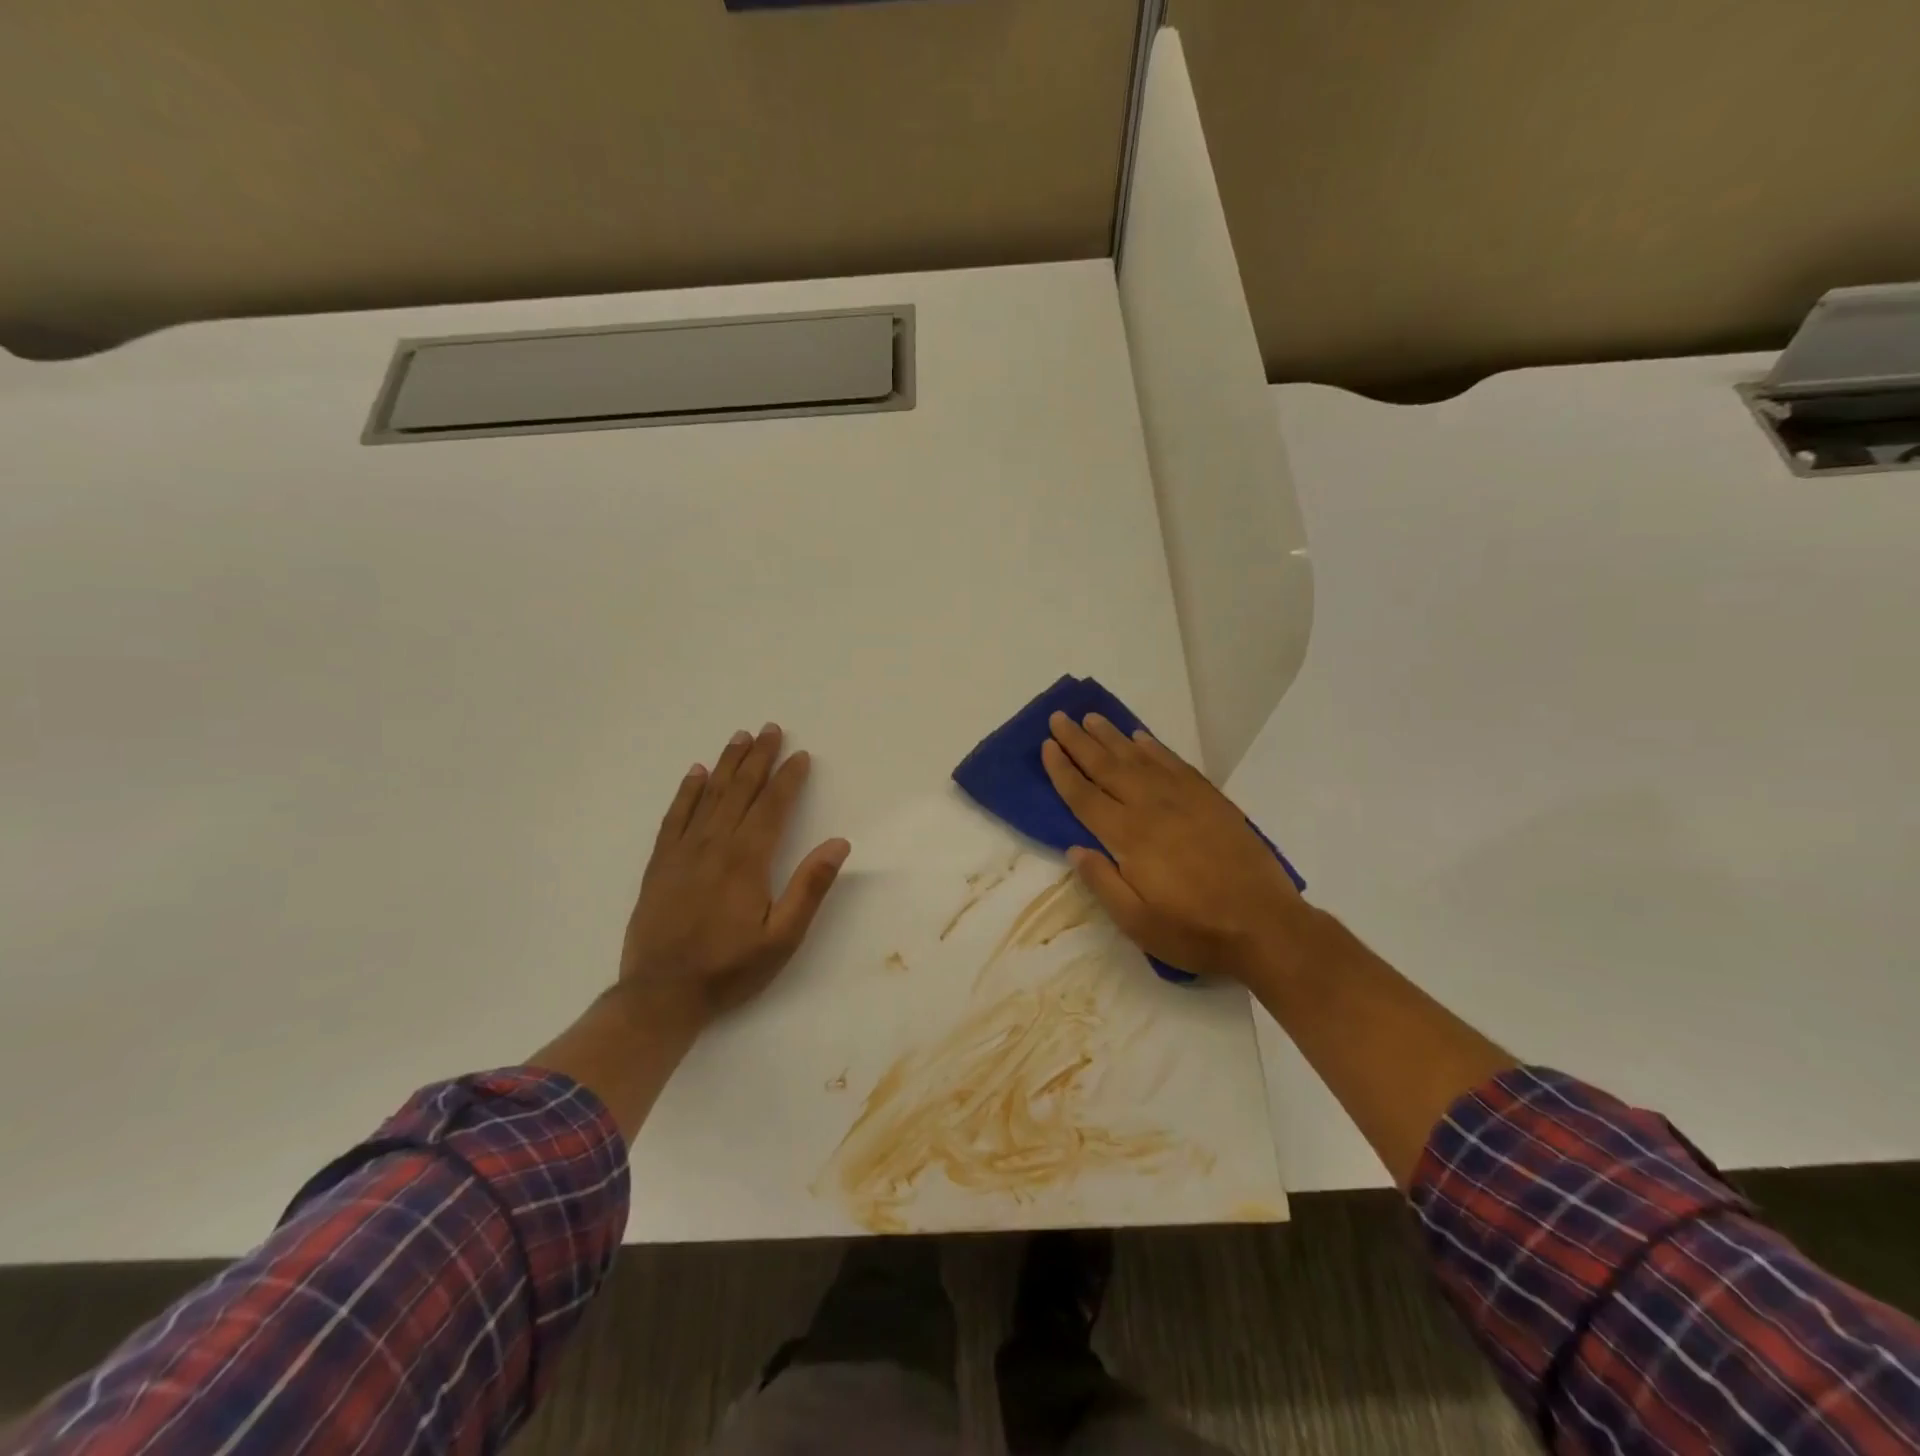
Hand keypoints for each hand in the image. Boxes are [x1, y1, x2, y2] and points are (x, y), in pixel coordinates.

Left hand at [621, 722, 850, 1026]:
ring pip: (708, 796)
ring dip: (726, 764)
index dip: (788, 779)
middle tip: (770, 729)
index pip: (772, 806)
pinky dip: (686, 791)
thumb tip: (839, 843)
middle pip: (740, 790)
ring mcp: (683, 852)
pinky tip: (695, 773)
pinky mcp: (660, 864)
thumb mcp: (783, 937)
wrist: (661, 995)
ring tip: (740, 737)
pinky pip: (675, 816)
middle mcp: (714, 845)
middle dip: (758, 758)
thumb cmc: (729, 968)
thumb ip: (810, 887)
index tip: (801, 756)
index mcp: (747, 859)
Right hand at [1041, 712, 1317, 988]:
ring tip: (1092, 718)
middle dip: (1079, 741)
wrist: (1265, 926)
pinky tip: (1142, 738)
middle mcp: (1152, 808)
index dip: (1063, 771)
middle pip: (1108, 767)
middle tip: (1059, 718)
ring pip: (1140, 759)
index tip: (1047, 746)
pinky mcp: (1211, 800)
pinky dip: (1155, 748)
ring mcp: (1185, 800)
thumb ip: (1102, 882)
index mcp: (1129, 837)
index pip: (1085, 797)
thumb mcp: (1136, 923)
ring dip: (1113, 736)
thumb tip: (1074, 848)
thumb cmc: (1194, 931)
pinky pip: (1175, 764)